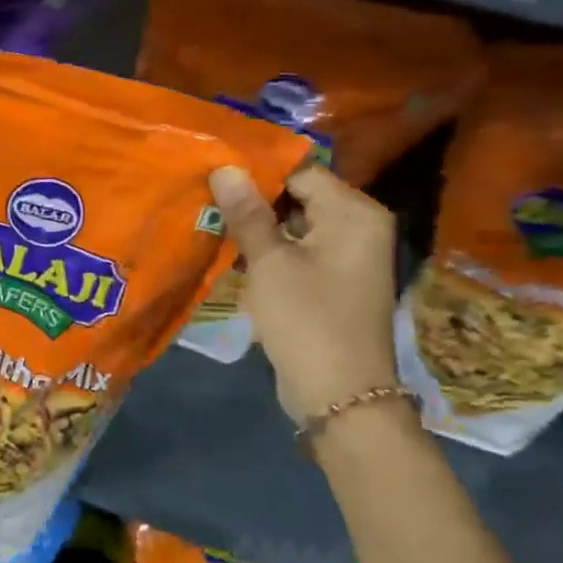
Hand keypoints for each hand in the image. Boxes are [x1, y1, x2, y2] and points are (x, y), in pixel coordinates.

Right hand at [208, 164, 400, 424]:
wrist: (340, 395)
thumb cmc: (307, 320)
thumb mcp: (270, 263)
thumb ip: (247, 213)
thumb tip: (225, 167)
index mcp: (354, 213)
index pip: (300, 172)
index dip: (256, 171)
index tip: (212, 170)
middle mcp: (358, 227)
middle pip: (298, 196)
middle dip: (253, 198)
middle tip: (204, 193)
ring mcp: (347, 256)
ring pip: (294, 225)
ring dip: (256, 225)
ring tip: (209, 216)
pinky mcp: (333, 281)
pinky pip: (297, 250)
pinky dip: (268, 249)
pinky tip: (231, 249)